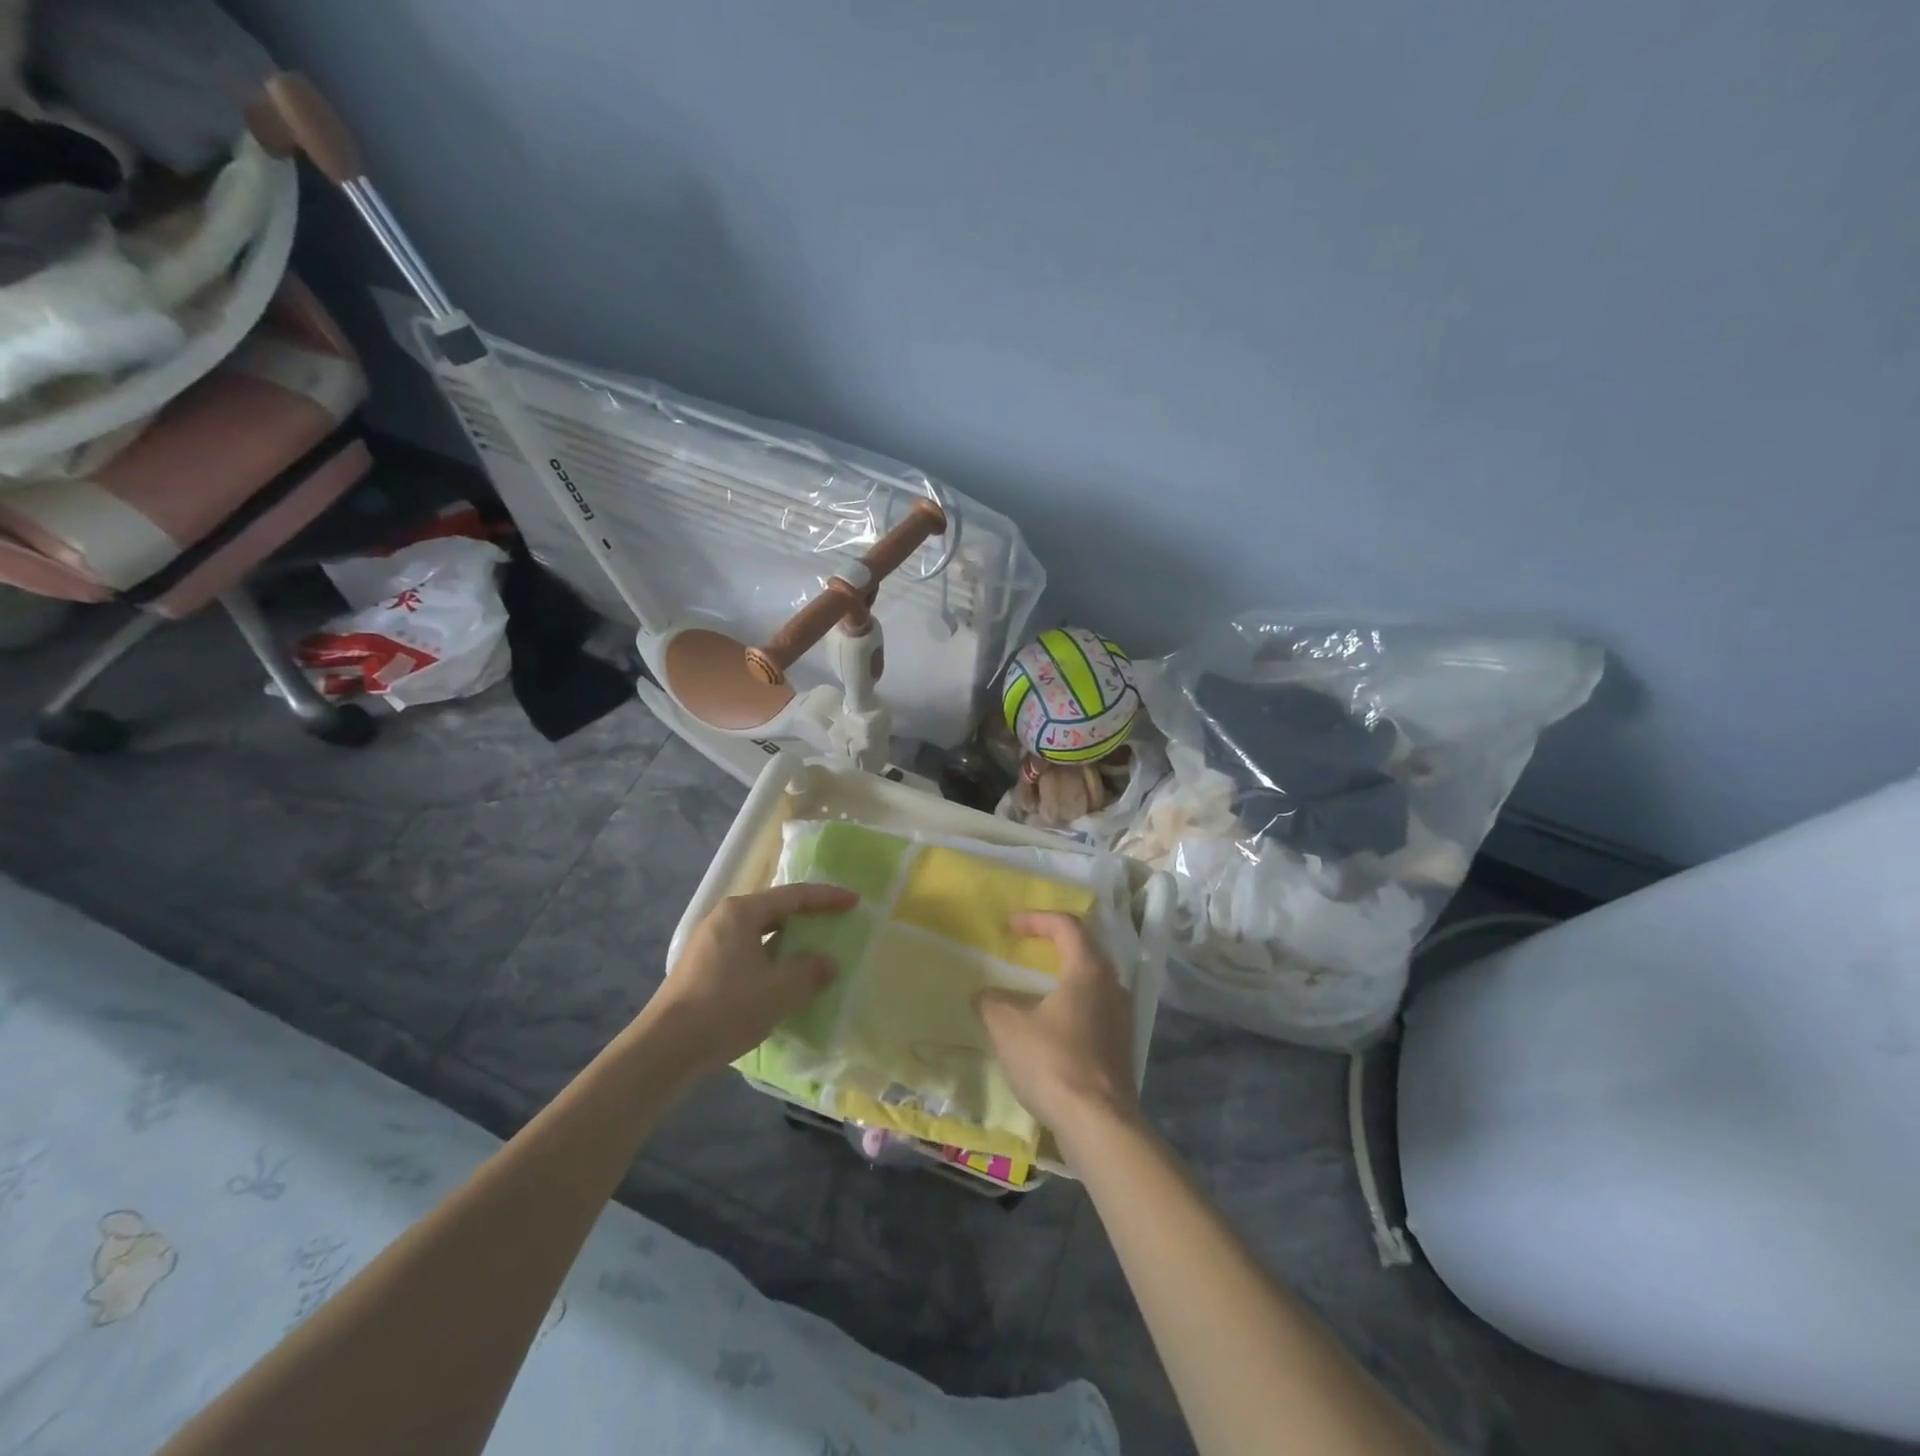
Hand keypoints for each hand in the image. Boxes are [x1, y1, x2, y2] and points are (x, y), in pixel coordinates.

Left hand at [646, 883, 856, 1073]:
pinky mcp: (702, 969)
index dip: (827, 898)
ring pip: (759, 933)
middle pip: (774, 910)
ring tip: (813, 952)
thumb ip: (811, 971)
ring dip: (788, 941)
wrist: (664, 1050)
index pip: (794, 896)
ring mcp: (709, 944)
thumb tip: (827, 963)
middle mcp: (723, 919)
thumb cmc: (726, 1008)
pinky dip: (771, 959)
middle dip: (807, 916)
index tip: (854, 902)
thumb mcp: (780, 990)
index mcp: (741, 912)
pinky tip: (782, 979)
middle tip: (835, 922)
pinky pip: (747, 953)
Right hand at [975, 912, 1140, 1145]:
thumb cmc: (1053, 1062)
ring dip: (1064, 974)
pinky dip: (1071, 1002)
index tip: (1010, 926)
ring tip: (1036, 984)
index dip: (1037, 919)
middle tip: (1026, 946)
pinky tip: (1051, 1023)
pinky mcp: (1120, 1046)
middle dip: (1053, 942)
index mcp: (1089, 969)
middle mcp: (1113, 986)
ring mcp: (1121, 1017)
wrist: (1099, 1124)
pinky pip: (1094, 1007)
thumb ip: (991, 1002)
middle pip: (1084, 949)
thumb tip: (984, 995)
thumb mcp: (1007, 1026)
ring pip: (1092, 980)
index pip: (1067, 925)